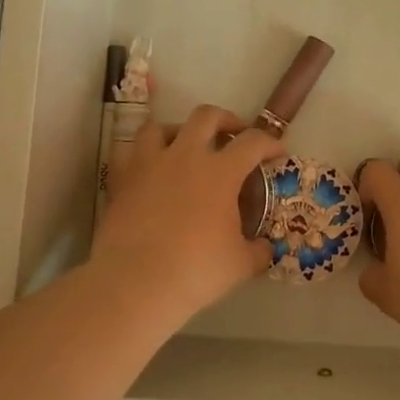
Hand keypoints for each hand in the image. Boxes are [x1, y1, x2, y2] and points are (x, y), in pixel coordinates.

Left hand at [93, 105, 285, 323]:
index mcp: (220, 171)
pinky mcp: (121, 180)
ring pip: (161, 127)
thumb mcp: (240, 264)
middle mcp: (185, 156)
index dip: (270, 143)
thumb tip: (265, 247)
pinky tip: (151, 170)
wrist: (136, 282)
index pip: (253, 142)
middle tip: (234, 135)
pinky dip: (144, 155)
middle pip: (206, 116)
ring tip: (184, 146)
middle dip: (225, 120)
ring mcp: (149, 164)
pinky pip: (130, 153)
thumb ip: (257, 250)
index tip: (278, 153)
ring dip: (178, 131)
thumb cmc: (196, 270)